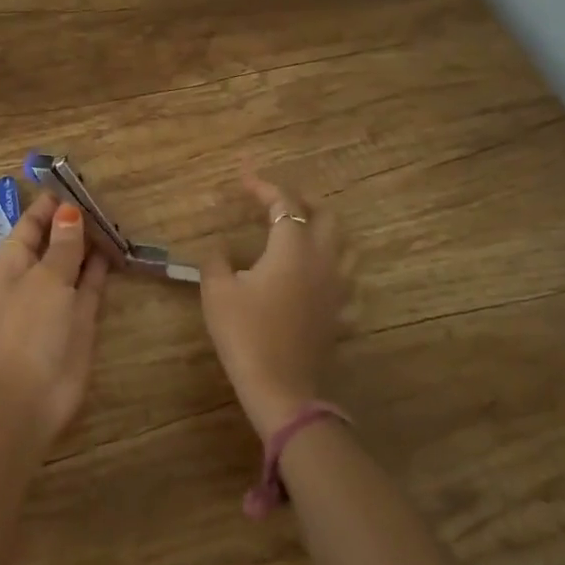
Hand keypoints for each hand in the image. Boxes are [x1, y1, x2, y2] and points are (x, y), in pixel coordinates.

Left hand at [0, 193, 109, 453]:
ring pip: (77, 258)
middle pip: (57, 237)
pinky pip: (92, 282)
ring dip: (93, 240)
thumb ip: (64, 245)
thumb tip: (69, 211)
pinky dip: (103, 266)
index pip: (33, 220)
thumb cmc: (30, 328)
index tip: (78, 180)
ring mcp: (59, 295)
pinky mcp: (80, 316)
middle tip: (107, 196)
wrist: (30, 395)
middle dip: (77, 219)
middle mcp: (35, 273)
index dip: (53, 201)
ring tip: (117, 216)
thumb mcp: (47, 278)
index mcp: (15, 259)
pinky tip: (120, 248)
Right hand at [200, 169, 350, 439]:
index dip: (263, 186)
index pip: (283, 203)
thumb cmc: (245, 333)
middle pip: (326, 216)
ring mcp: (337, 288)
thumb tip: (219, 249)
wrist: (279, 387)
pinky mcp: (341, 313)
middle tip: (278, 200)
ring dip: (326, 230)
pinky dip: (335, 270)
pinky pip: (348, 282)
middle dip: (303, 200)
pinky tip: (320, 277)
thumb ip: (216, 261)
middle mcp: (322, 260)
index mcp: (292, 248)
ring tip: (303, 230)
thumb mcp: (217, 291)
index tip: (244, 177)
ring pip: (346, 245)